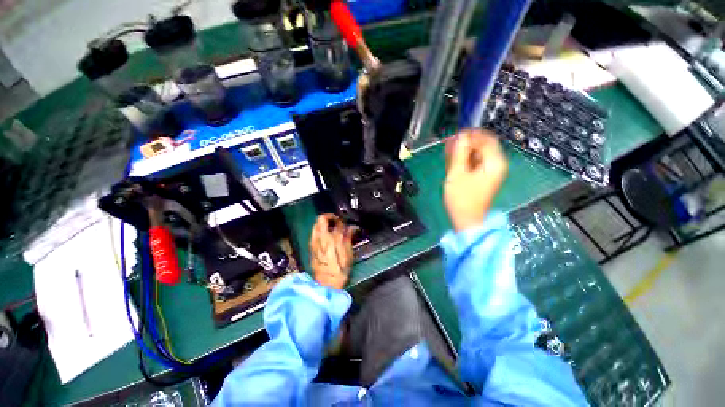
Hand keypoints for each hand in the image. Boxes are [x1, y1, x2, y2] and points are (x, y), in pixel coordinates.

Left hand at [310, 214, 356, 289]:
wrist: (325, 284)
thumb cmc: (339, 270)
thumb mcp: (348, 255)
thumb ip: (348, 239)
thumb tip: (351, 228)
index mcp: (332, 239)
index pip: (337, 223)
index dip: (343, 221)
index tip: (347, 224)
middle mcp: (321, 238)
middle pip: (321, 219)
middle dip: (330, 217)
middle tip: (337, 221)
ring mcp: (314, 242)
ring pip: (316, 225)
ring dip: (323, 223)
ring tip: (332, 228)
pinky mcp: (311, 247)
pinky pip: (314, 233)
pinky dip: (319, 230)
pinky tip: (326, 236)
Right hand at [444, 129, 507, 231]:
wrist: (466, 219)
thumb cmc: (461, 198)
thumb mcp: (457, 173)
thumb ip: (459, 152)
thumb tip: (460, 136)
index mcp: (494, 162)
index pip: (486, 139)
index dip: (471, 134)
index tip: (455, 135)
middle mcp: (496, 165)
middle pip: (483, 145)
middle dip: (465, 143)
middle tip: (449, 144)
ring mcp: (490, 172)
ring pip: (477, 154)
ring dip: (463, 151)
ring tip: (448, 152)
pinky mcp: (483, 178)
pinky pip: (475, 163)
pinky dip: (464, 160)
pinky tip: (453, 161)